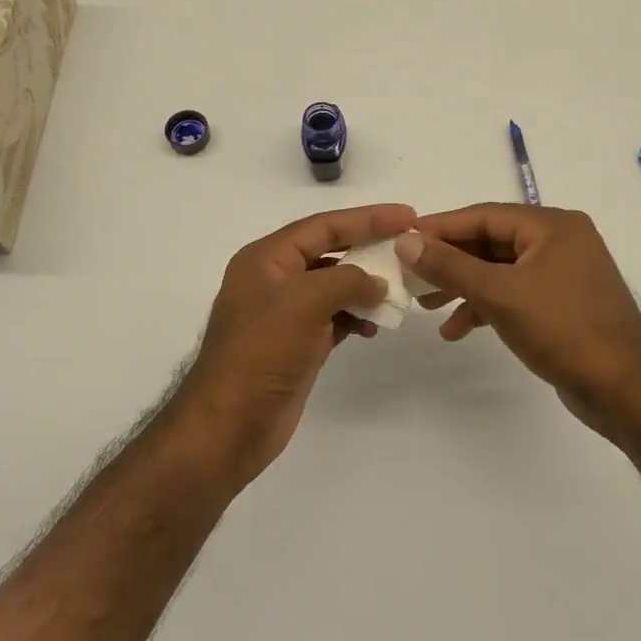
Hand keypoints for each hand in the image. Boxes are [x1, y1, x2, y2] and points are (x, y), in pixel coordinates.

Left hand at [174, 203, 415, 483]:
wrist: (231, 425)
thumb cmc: (262, 353)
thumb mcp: (304, 302)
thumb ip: (347, 280)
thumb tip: (377, 283)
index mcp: (266, 259)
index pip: (323, 226)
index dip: (367, 218)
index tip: (407, 216)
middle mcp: (275, 280)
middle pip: (330, 252)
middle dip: (369, 250)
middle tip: (409, 248)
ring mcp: (286, 314)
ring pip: (335, 287)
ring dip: (366, 287)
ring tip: (399, 292)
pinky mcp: (298, 344)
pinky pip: (335, 318)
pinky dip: (356, 317)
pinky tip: (375, 326)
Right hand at [396, 204, 640, 438]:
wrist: (625, 389)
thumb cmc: (563, 330)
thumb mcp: (499, 294)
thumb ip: (450, 265)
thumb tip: (405, 240)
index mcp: (553, 226)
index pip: (484, 215)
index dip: (440, 227)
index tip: (402, 240)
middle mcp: (561, 241)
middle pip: (491, 242)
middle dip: (450, 262)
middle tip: (411, 278)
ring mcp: (564, 274)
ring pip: (500, 270)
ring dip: (464, 288)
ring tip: (426, 308)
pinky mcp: (563, 304)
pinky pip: (515, 294)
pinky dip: (487, 307)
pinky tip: (459, 329)